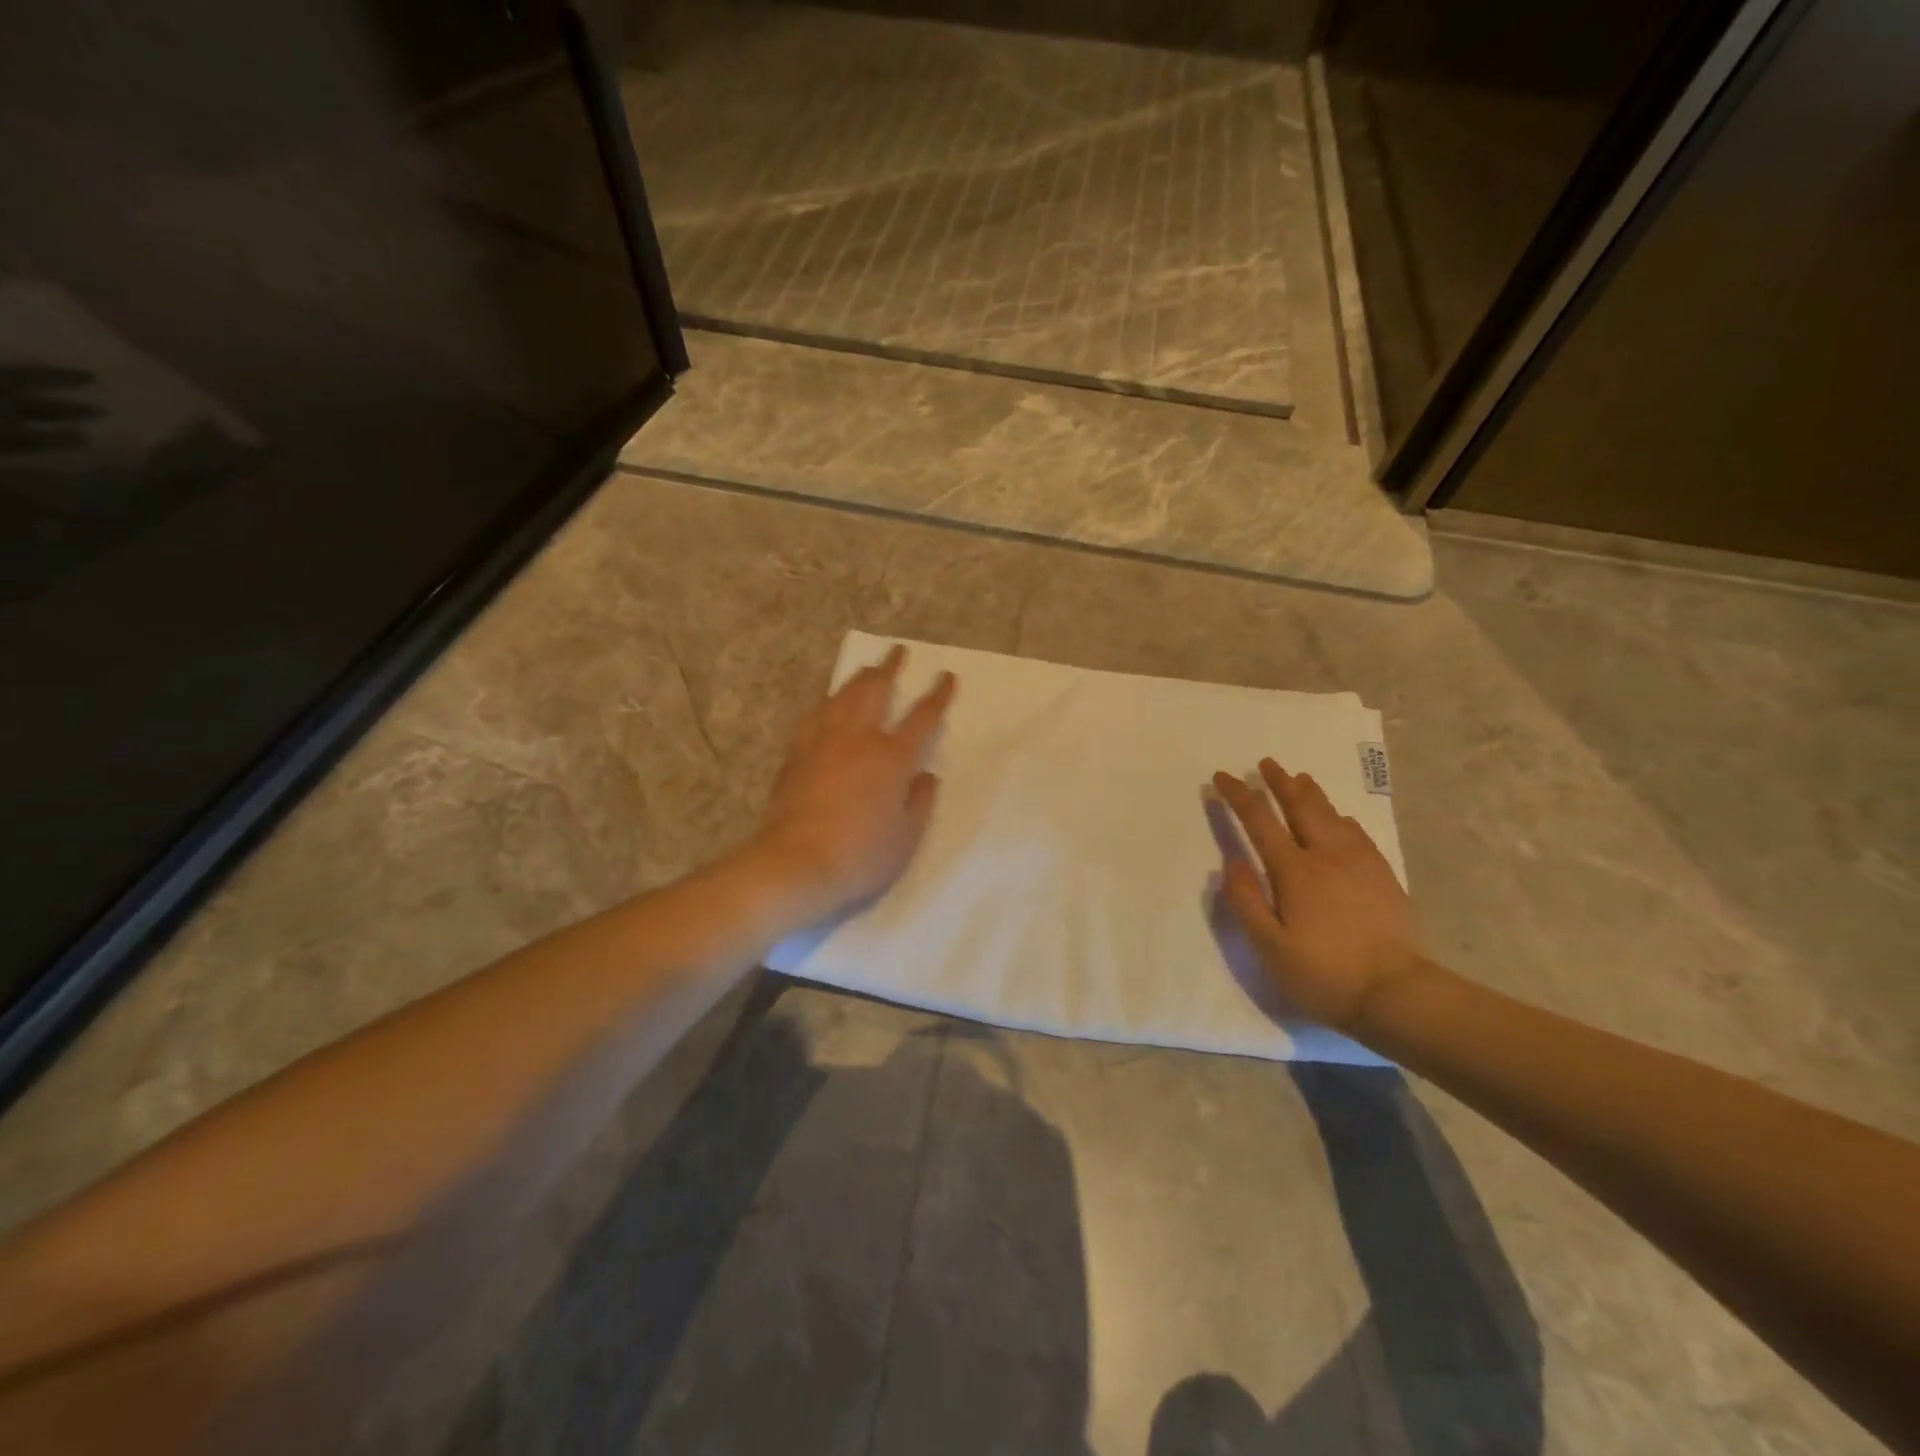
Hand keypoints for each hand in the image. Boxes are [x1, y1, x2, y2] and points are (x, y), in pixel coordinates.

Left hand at [751, 646, 955, 923]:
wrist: (795, 863)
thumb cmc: (860, 855)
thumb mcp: (906, 837)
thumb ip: (920, 801)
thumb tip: (927, 776)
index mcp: (892, 758)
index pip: (922, 718)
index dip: (937, 695)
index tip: (946, 675)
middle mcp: (858, 739)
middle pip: (874, 691)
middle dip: (889, 668)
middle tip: (897, 651)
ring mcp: (823, 742)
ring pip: (841, 697)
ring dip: (857, 679)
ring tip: (866, 669)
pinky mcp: (796, 754)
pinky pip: (814, 716)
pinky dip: (826, 704)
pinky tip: (826, 705)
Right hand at [1211, 759, 1427, 1031]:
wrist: (1395, 993)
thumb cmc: (1322, 973)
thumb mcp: (1270, 946)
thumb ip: (1246, 901)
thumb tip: (1231, 862)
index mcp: (1294, 870)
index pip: (1259, 819)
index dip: (1238, 795)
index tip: (1222, 778)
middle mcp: (1326, 855)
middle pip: (1300, 806)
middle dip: (1279, 782)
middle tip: (1266, 764)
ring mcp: (1359, 862)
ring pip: (1331, 814)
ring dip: (1311, 793)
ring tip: (1299, 778)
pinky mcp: (1381, 875)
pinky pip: (1357, 833)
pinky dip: (1340, 817)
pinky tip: (1339, 818)